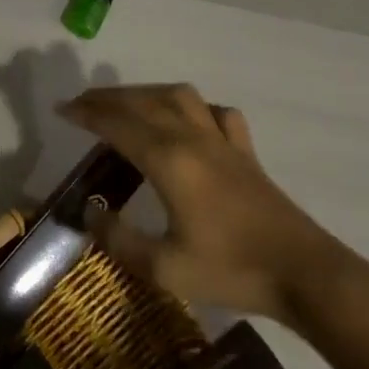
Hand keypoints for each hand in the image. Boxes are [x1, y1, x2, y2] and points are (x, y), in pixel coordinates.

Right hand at [59, 84, 356, 327]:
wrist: (306, 274)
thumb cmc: (232, 270)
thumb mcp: (164, 268)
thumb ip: (119, 240)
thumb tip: (90, 215)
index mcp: (168, 160)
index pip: (117, 124)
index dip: (86, 114)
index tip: (61, 110)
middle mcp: (192, 139)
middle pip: (142, 102)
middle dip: (107, 98)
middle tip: (81, 104)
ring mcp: (223, 142)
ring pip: (178, 97)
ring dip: (146, 93)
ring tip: (126, 104)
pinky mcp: (246, 153)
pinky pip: (216, 113)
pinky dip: (193, 108)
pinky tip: (188, 120)